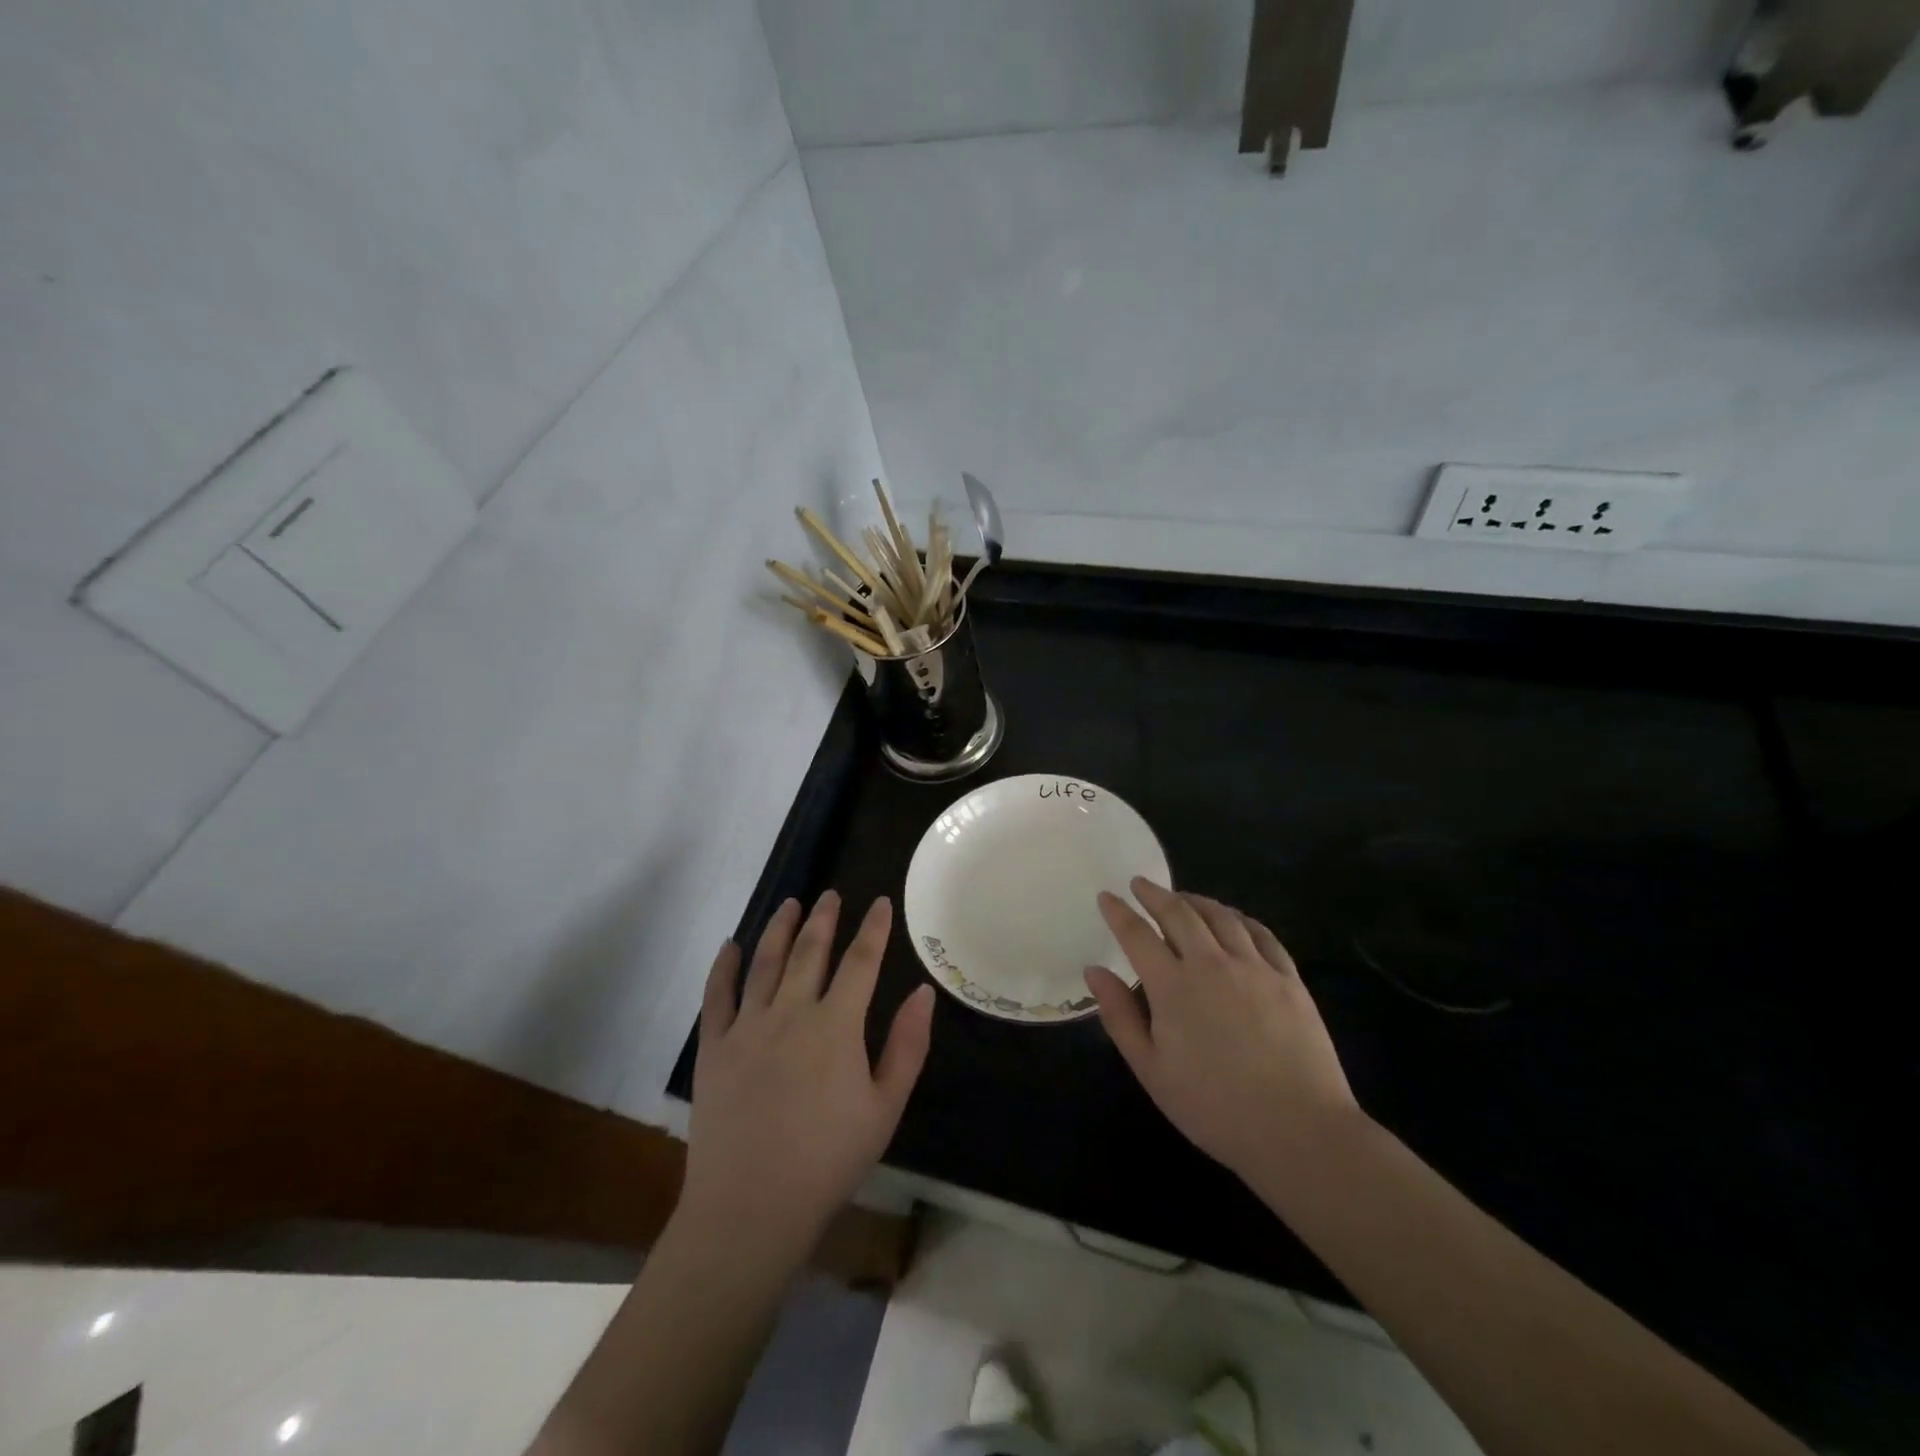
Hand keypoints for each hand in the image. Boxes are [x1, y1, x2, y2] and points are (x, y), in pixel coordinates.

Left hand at [682, 892, 934, 1261]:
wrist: (751, 1207)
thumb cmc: (828, 1160)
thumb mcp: (885, 1108)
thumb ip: (906, 1046)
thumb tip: (922, 992)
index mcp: (836, 1025)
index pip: (861, 961)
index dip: (873, 929)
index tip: (881, 902)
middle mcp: (791, 1012)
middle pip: (810, 951)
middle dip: (824, 918)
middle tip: (830, 894)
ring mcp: (748, 1026)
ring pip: (765, 962)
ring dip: (779, 929)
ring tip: (790, 904)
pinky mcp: (714, 1047)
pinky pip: (718, 995)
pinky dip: (724, 966)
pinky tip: (731, 945)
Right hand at [1085, 879, 1361, 1181]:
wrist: (1299, 1131)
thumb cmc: (1214, 1107)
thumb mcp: (1151, 1070)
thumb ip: (1120, 1016)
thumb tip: (1095, 971)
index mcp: (1173, 986)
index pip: (1137, 935)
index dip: (1119, 912)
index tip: (1107, 896)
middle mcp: (1211, 964)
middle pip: (1179, 914)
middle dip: (1155, 895)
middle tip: (1141, 884)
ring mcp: (1255, 968)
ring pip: (1221, 917)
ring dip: (1196, 901)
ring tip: (1182, 897)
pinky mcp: (1289, 979)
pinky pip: (1261, 934)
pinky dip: (1240, 919)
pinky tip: (1234, 920)